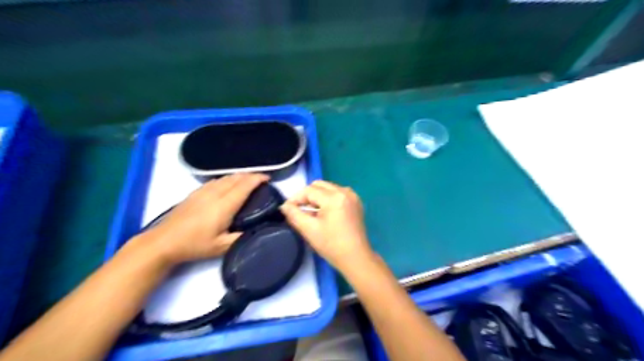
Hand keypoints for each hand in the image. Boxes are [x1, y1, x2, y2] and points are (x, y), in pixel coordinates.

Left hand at [139, 173, 268, 266]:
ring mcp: (203, 191)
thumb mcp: (221, 247)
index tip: (268, 179)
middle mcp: (215, 193)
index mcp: (224, 205)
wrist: (163, 241)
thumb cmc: (194, 245)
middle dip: (251, 175)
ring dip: (240, 176)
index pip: (244, 185)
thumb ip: (241, 238)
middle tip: (262, 180)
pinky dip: (228, 179)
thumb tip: (258, 230)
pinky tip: (228, 184)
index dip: (257, 179)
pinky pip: (216, 180)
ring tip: (248, 181)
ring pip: (226, 177)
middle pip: (236, 177)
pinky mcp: (195, 192)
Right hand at [280, 181, 374, 273]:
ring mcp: (352, 196)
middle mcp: (345, 192)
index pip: (309, 190)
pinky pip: (338, 193)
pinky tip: (324, 213)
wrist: (355, 258)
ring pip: (328, 188)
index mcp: (334, 198)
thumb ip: (294, 214)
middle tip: (299, 210)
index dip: (296, 198)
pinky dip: (328, 199)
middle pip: (319, 185)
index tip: (287, 209)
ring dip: (317, 196)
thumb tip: (284, 206)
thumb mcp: (309, 230)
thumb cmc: (331, 245)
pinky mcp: (356, 202)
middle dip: (307, 195)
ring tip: (311, 212)